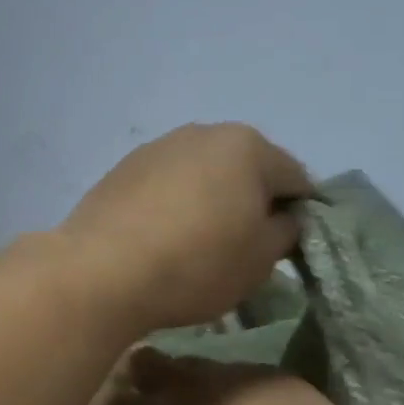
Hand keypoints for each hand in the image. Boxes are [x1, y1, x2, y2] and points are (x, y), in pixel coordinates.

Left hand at [58, 124, 310, 336]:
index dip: (300, 213)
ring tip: (198, 244)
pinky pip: (167, 184)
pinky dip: (176, 204)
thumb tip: (284, 217)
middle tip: (243, 246)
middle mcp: (205, 132)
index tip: (288, 246)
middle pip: (247, 168)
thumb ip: (286, 231)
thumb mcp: (260, 260)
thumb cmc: (197, 265)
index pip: (296, 177)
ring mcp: (159, 146)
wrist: (103, 272)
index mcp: (248, 147)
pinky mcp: (124, 168)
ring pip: (204, 174)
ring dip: (212, 200)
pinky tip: (164, 239)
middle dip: (253, 201)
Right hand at [90, 347, 365, 404]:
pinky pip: (238, 374)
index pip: (105, 402)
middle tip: (148, 402)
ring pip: (192, 364)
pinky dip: (234, 390)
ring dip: (187, 381)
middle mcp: (183, 387)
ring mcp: (230, 374)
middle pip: (143, 363)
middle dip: (137, 377)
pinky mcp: (272, 374)